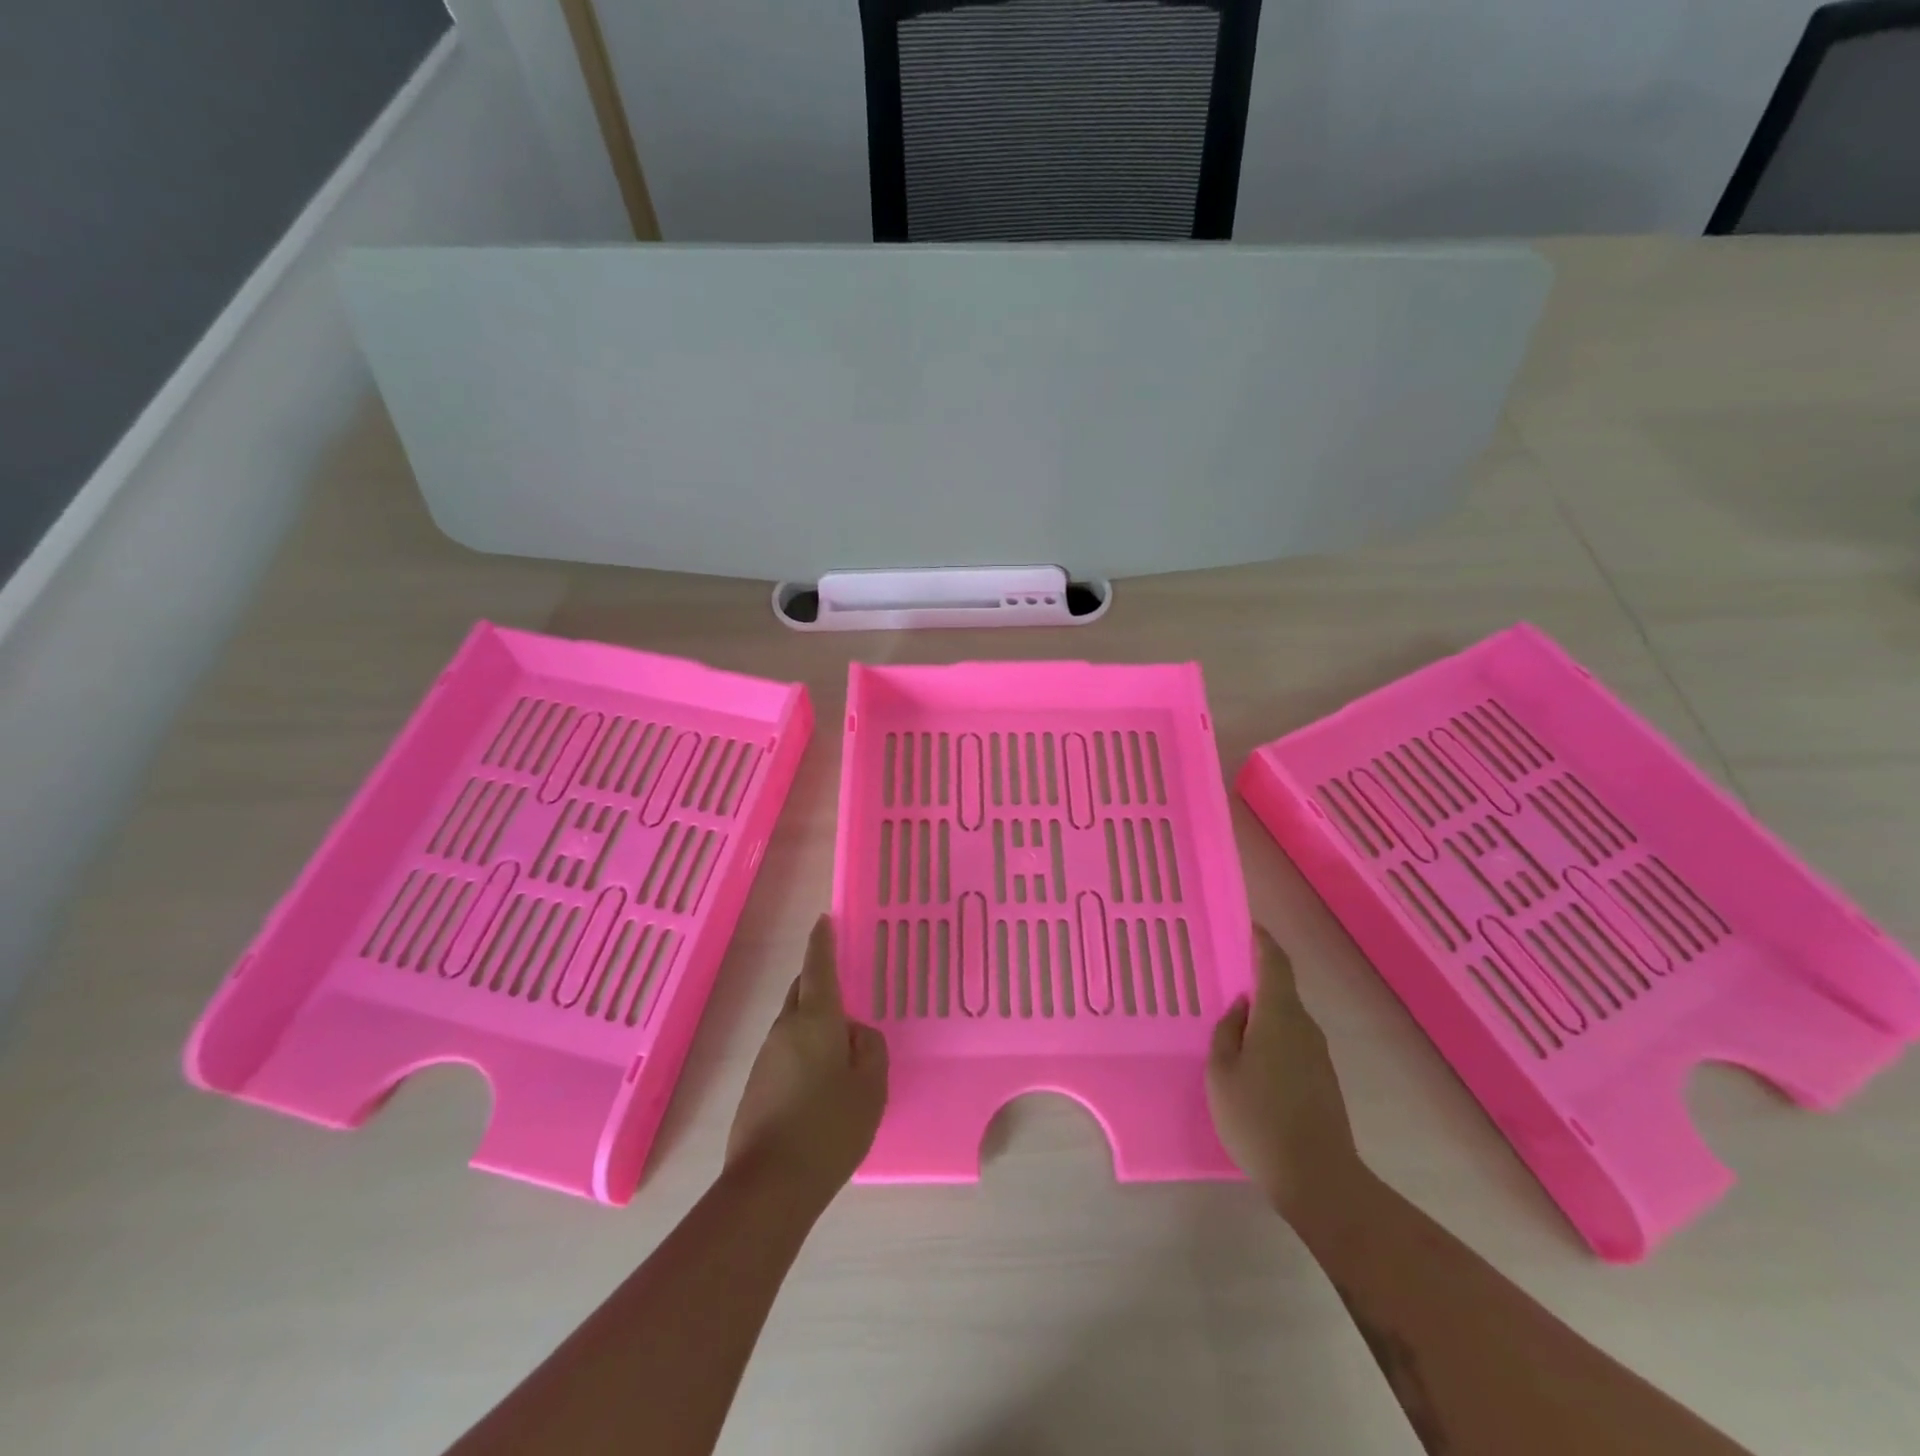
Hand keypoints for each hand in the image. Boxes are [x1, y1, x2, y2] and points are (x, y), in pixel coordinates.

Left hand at [725, 916, 887, 1208]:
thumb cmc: (830, 1128)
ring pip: (793, 1024)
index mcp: (816, 1020)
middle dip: (818, 982)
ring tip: (841, 1047)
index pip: (818, 967)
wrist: (770, 1186)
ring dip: (814, 1022)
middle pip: (801, 992)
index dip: (822, 942)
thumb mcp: (871, 1087)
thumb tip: (855, 1033)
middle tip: (844, 987)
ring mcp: (766, 1058)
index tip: (823, 920)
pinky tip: (821, 1082)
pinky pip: (786, 1052)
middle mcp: (785, 1029)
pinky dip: (805, 1051)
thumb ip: (869, 1049)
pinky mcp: (757, 1086)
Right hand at [1207, 925, 1364, 1223]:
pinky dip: (1271, 1038)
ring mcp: (1317, 1055)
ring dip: (1262, 1013)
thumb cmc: (1258, 1119)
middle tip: (1222, 980)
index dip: (1261, 941)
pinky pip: (1292, 1042)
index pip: (1275, 963)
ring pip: (1285, 1019)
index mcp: (1279, 1016)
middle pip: (1280, 990)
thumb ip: (1227, 1031)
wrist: (1318, 1179)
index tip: (1246, 925)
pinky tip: (1251, 1060)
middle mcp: (1304, 1027)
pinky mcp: (1322, 1079)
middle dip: (1255, 980)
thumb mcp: (1222, 1072)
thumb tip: (1240, 1007)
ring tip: (1230, 1023)